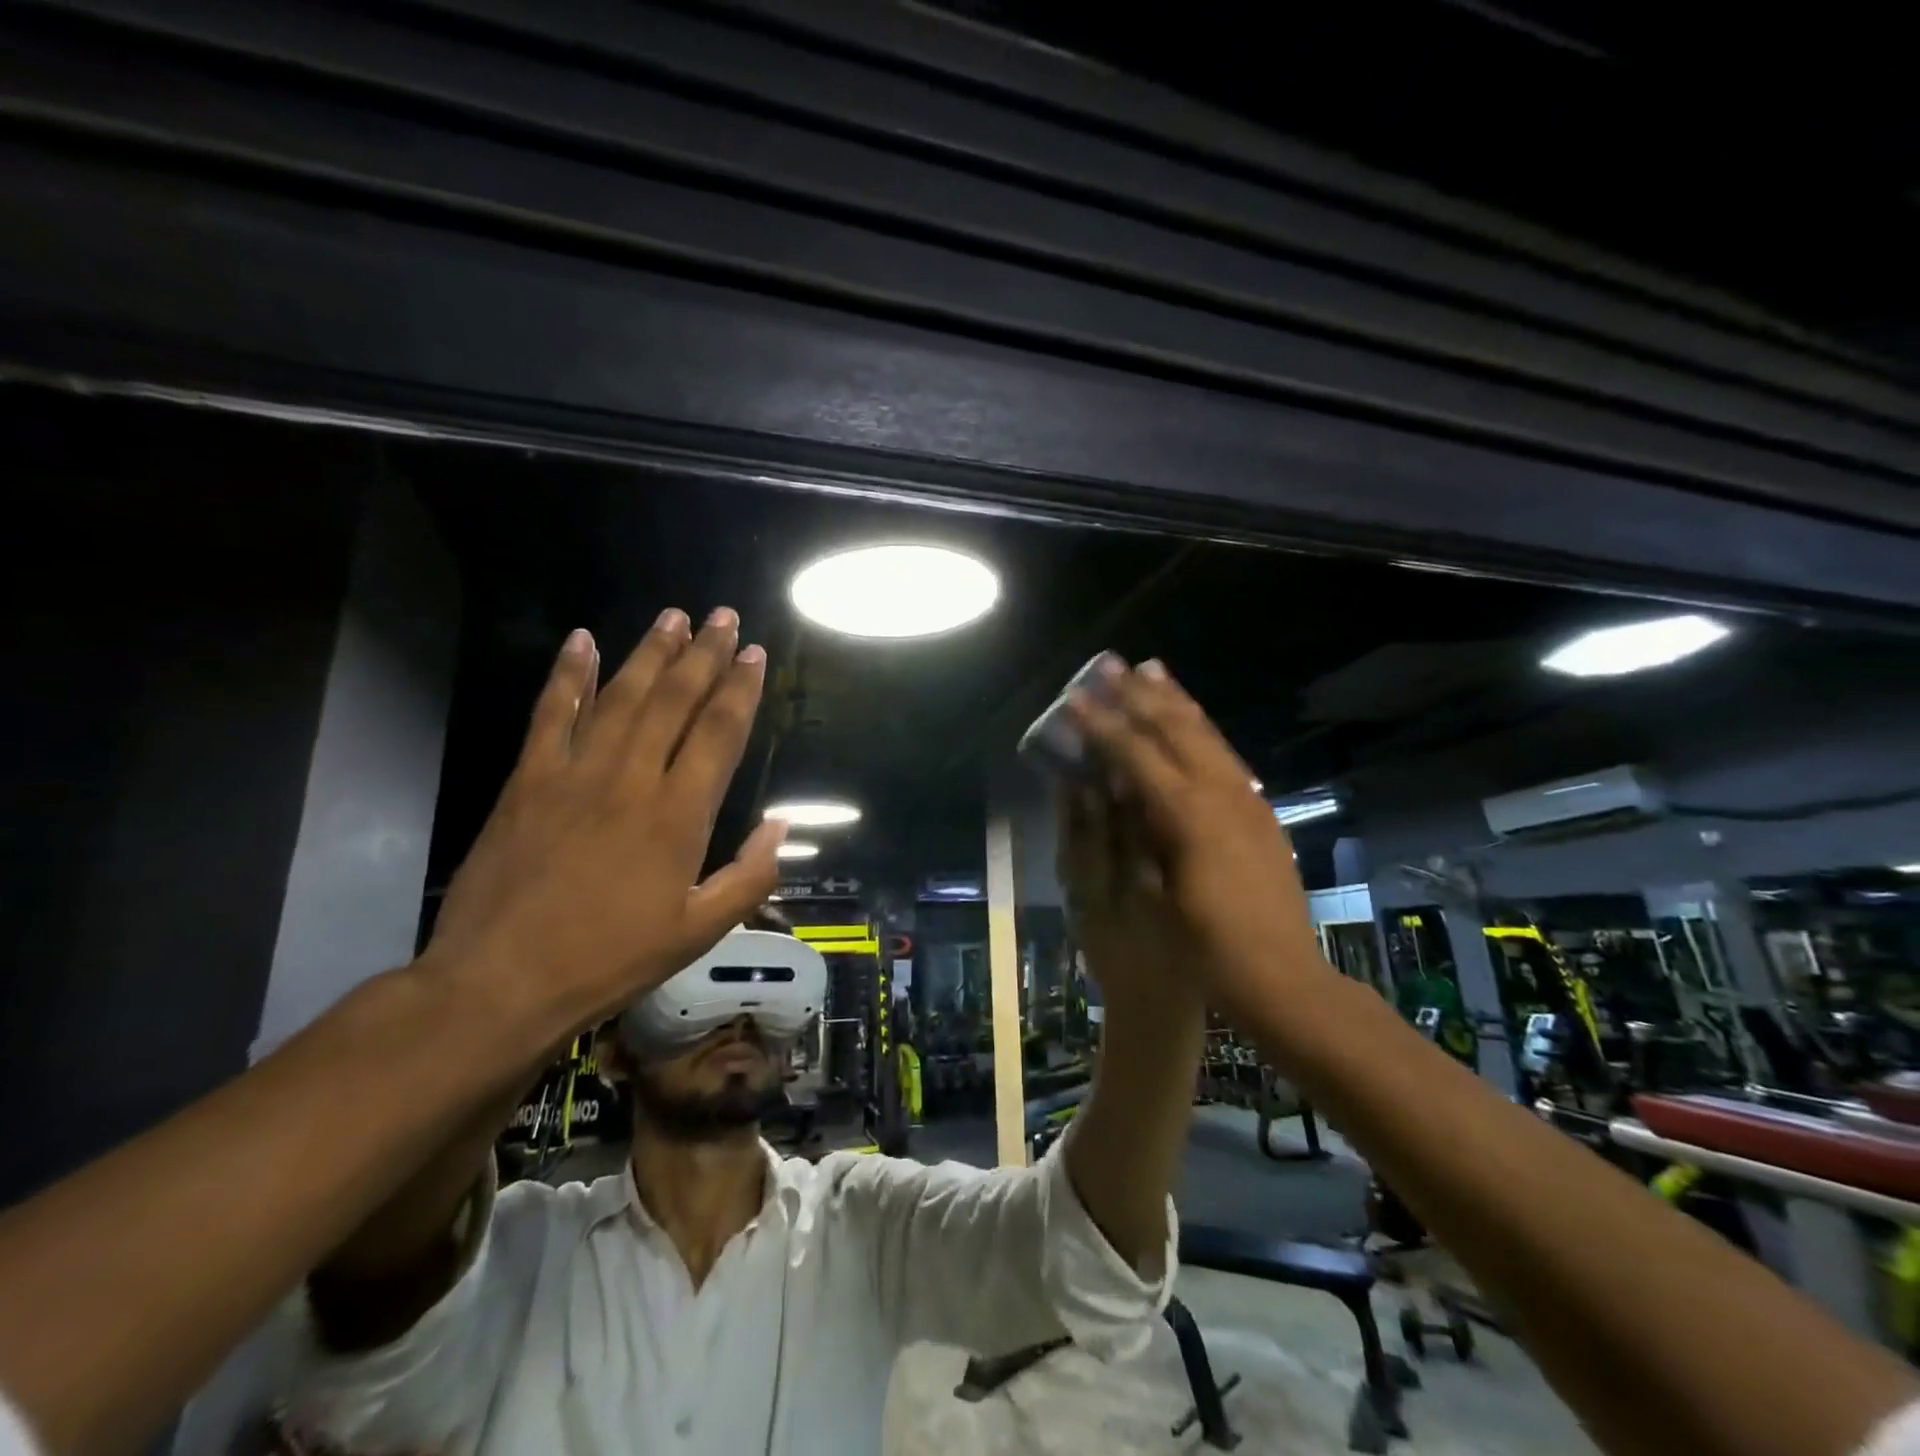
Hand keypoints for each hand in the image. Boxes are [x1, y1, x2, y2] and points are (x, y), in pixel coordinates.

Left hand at [426, 608, 785, 1039]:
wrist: (502, 981)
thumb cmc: (612, 958)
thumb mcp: (699, 931)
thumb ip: (750, 875)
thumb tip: (779, 825)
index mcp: (679, 815)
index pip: (719, 733)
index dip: (740, 689)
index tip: (754, 654)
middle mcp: (632, 779)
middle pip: (675, 701)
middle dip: (704, 655)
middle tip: (723, 617)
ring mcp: (575, 773)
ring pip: (621, 696)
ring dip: (650, 652)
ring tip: (674, 616)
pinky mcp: (528, 780)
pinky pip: (551, 715)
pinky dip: (568, 676)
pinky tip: (581, 641)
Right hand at [1067, 658, 1324, 1009]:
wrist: (1281, 978)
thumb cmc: (1204, 947)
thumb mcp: (1155, 894)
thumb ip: (1131, 834)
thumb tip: (1106, 787)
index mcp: (1189, 815)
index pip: (1137, 754)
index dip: (1102, 724)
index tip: (1074, 698)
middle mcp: (1222, 794)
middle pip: (1175, 729)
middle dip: (1139, 695)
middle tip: (1111, 664)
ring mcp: (1247, 800)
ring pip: (1207, 734)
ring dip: (1175, 701)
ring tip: (1153, 670)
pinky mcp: (1261, 812)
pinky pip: (1226, 754)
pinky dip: (1202, 728)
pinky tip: (1192, 721)